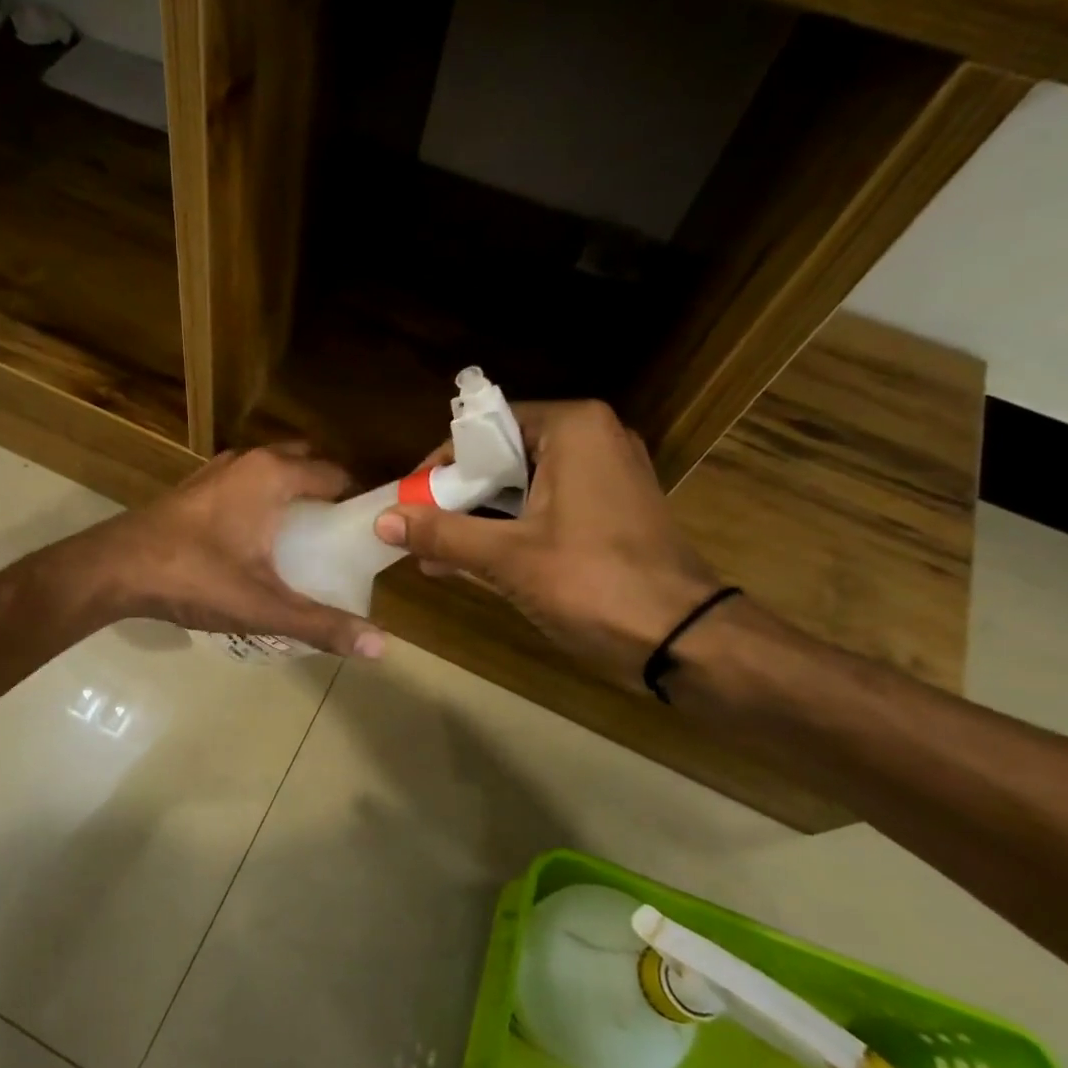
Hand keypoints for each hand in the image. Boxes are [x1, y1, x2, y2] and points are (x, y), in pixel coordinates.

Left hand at [80, 445, 386, 658]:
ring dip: (293, 495)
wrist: (114, 569)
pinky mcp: (195, 488)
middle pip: (306, 465)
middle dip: (328, 494)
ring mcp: (218, 471)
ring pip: (272, 472)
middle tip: (341, 539)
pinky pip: (246, 484)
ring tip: (308, 541)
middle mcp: (249, 461)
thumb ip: (321, 624)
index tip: (371, 534)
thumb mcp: (263, 606)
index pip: (336, 475)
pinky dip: (263, 500)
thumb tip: (381, 647)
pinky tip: (259, 542)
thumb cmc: (194, 577)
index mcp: (273, 475)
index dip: (359, 501)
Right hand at [375, 401, 719, 690]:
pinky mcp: (610, 511)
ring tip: (433, 552)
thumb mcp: (508, 557)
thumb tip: (383, 520)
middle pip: (501, 456)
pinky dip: (509, 529)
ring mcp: (606, 476)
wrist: (684, 640)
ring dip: (477, 517)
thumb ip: (443, 533)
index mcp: (572, 429)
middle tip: (418, 529)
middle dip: (456, 496)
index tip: (411, 500)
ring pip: (521, 485)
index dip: (442, 464)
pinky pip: (544, 507)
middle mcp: (592, 439)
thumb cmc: (594, 583)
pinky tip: (469, 562)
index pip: (485, 427)